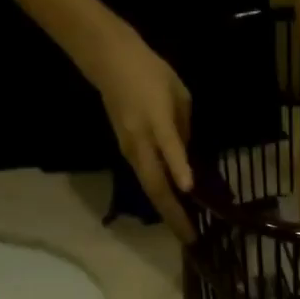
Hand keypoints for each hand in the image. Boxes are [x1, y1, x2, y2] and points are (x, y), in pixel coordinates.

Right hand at [87, 22, 195, 240]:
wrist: (108, 60)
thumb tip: (188, 155)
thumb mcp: (179, 94)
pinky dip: (160, 199)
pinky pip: (146, 180)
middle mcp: (141, 141)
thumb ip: (184, 127)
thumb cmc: (149, 72)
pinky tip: (174, 210)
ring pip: (150, 188)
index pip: (169, 147)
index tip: (190, 189)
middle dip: (174, 213)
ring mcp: (131, 150)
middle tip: (191, 238)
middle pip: (156, 183)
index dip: (178, 167)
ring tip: (185, 232)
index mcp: (156, 121)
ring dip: (167, 212)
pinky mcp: (127, 153)